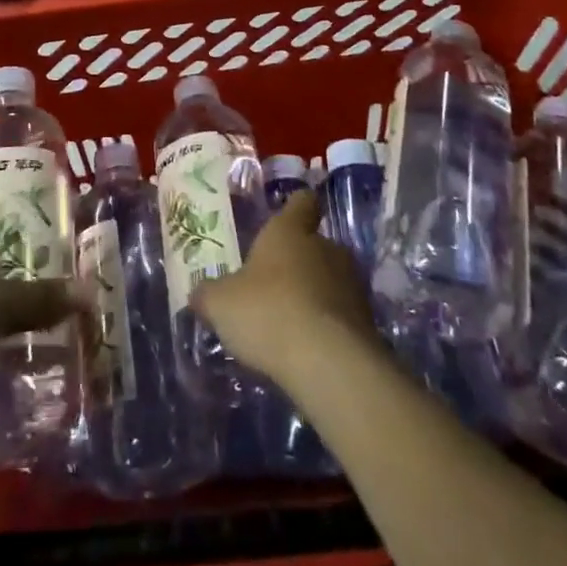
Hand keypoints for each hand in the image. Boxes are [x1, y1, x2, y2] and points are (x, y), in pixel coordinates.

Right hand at [191, 190, 381, 384]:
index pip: (301, 202)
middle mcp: (326, 247)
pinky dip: (328, 326)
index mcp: (290, 231)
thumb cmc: (268, 312)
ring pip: (331, 279)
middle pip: (315, 244)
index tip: (288, 216)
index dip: (295, 208)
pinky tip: (309, 348)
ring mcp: (352, 284)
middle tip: (274, 284)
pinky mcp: (367, 322)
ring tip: (291, 321)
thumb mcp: (220, 304)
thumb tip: (199, 295)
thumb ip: (208, 295)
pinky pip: (342, 315)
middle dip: (299, 261)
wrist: (329, 363)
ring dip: (316, 294)